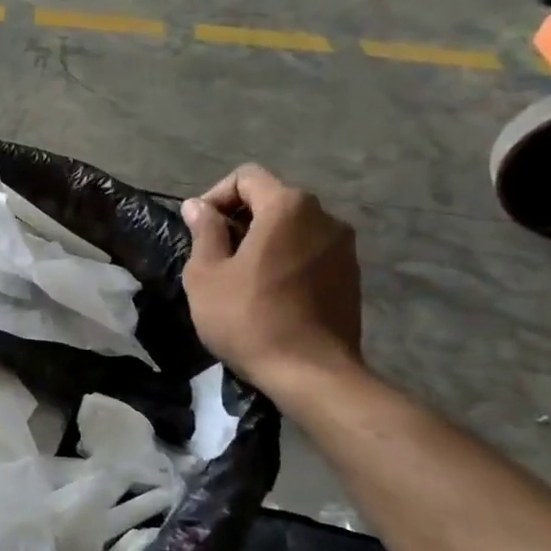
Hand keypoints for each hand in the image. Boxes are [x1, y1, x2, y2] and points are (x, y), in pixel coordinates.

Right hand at [180, 164, 362, 396]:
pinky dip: (287, 259)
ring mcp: (344, 246)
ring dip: (264, 240)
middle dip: (240, 219)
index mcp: (287, 207)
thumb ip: (204, 232)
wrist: (312, 373)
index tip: (200, 230)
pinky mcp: (352, 275)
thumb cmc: (249, 319)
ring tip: (241, 276)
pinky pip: (310, 251)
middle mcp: (324, 216)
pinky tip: (270, 293)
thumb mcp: (207, 275)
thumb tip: (198, 206)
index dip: (216, 196)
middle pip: (273, 199)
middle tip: (215, 255)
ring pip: (293, 227)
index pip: (246, 177)